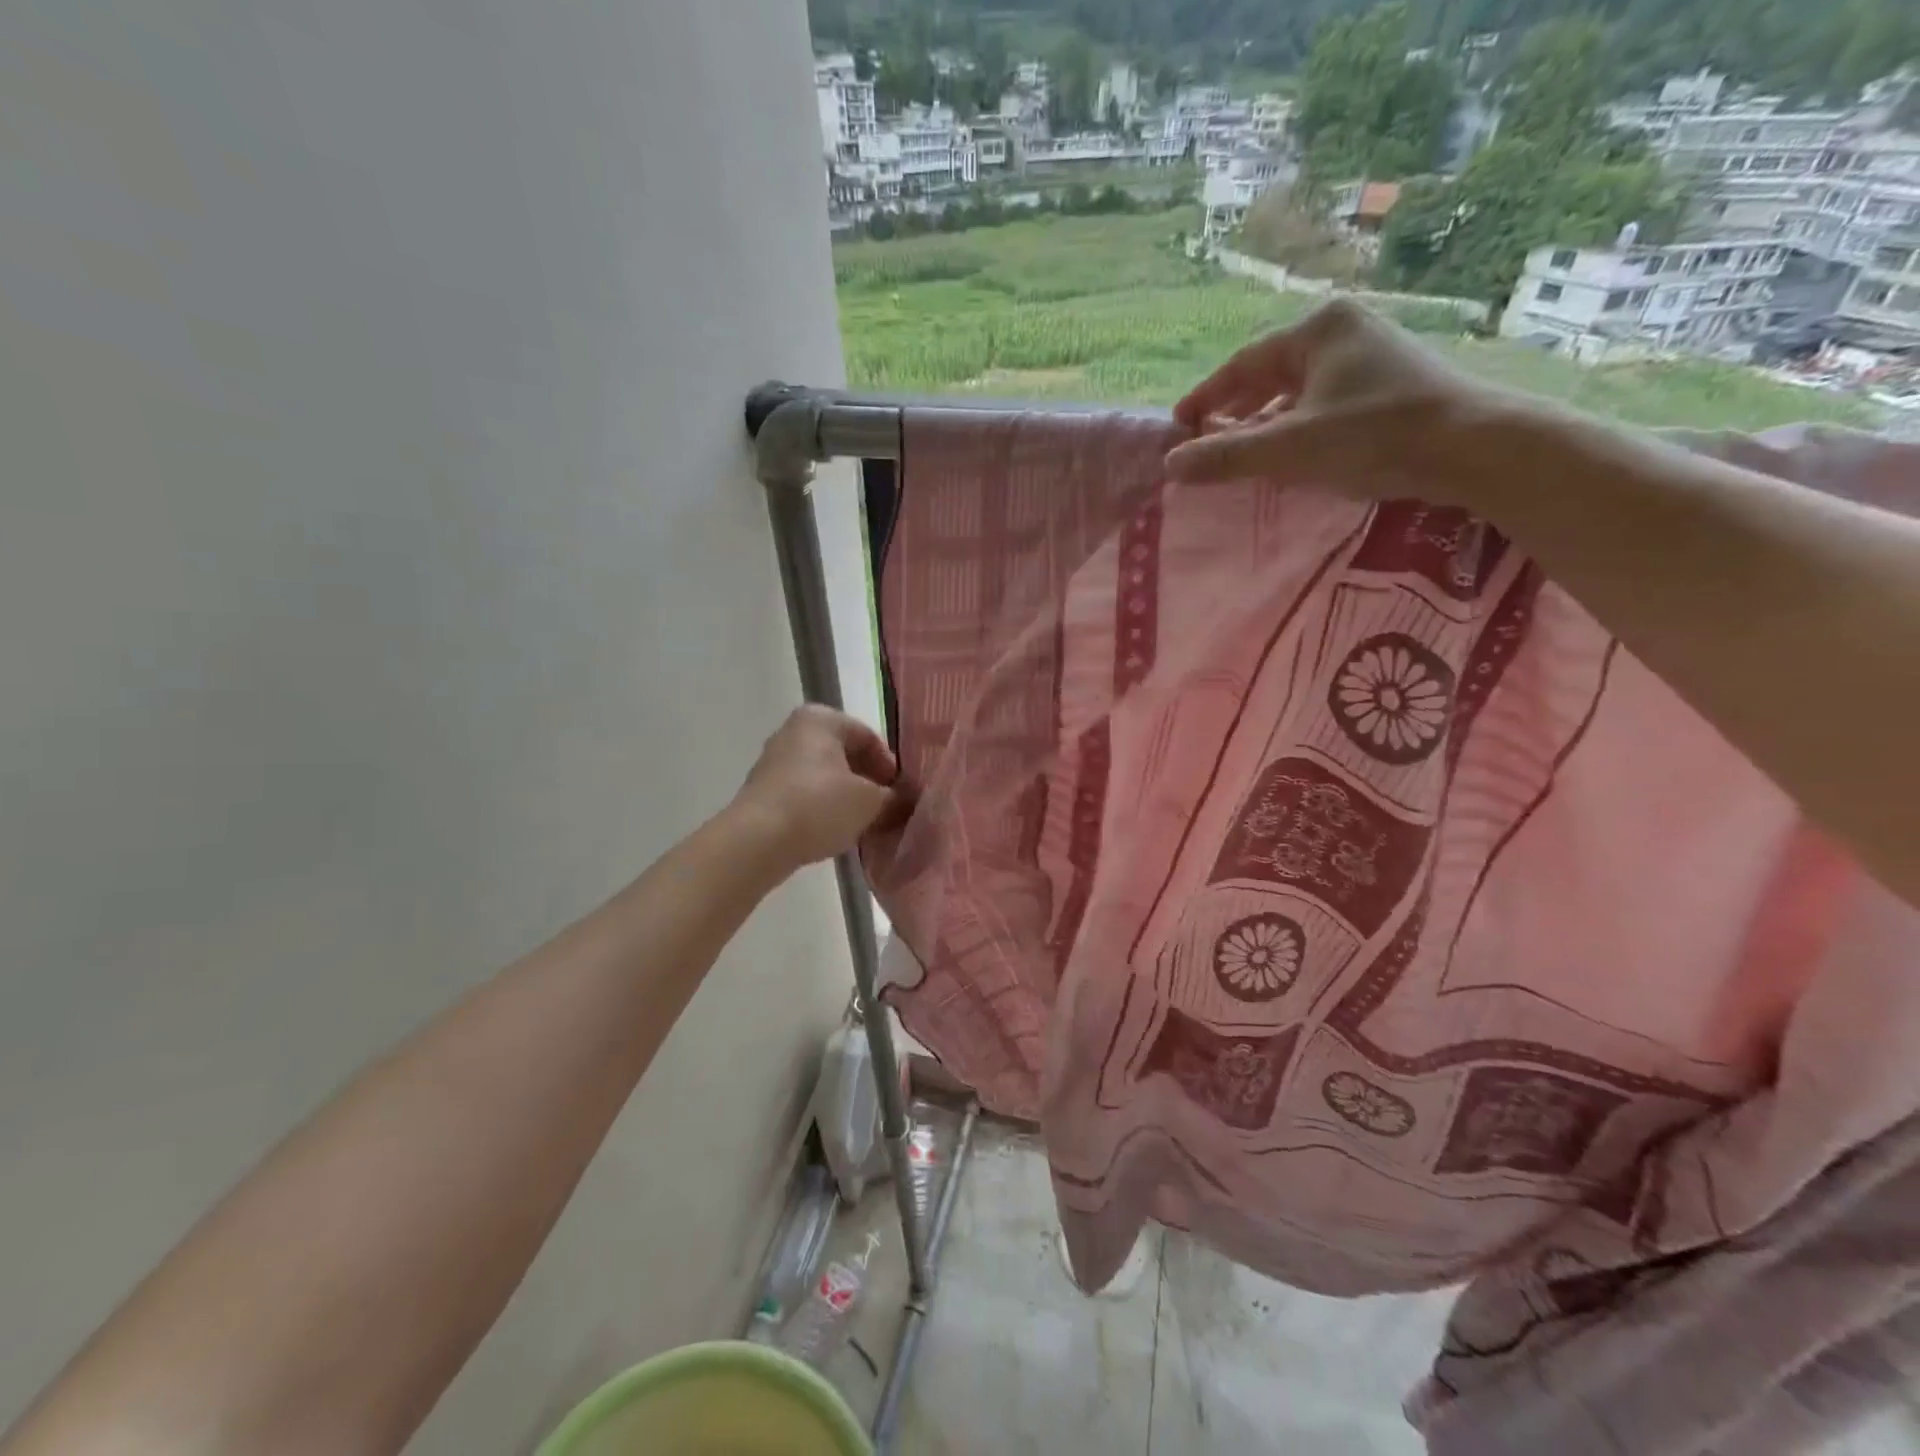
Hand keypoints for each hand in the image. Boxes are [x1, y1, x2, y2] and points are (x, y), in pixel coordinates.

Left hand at [730, 705, 904, 872]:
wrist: (757, 841)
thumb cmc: (819, 806)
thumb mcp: (870, 802)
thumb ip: (894, 798)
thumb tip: (905, 801)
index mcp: (821, 719)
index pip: (868, 736)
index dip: (890, 766)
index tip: (901, 794)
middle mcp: (794, 731)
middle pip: (845, 755)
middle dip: (868, 782)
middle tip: (886, 808)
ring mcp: (775, 761)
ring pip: (824, 776)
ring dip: (847, 797)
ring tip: (864, 823)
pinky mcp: (764, 791)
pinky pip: (805, 794)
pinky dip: (823, 808)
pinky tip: (835, 830)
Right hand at [1164, 299, 1514, 504]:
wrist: (1472, 447)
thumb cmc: (1375, 435)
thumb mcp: (1290, 448)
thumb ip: (1225, 457)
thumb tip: (1170, 465)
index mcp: (1317, 329)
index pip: (1242, 365)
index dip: (1206, 398)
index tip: (1179, 427)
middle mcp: (1343, 331)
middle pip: (1268, 376)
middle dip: (1234, 413)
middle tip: (1205, 444)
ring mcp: (1369, 356)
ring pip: (1296, 392)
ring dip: (1263, 424)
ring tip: (1240, 455)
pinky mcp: (1387, 385)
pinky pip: (1321, 404)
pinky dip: (1295, 428)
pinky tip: (1287, 456)